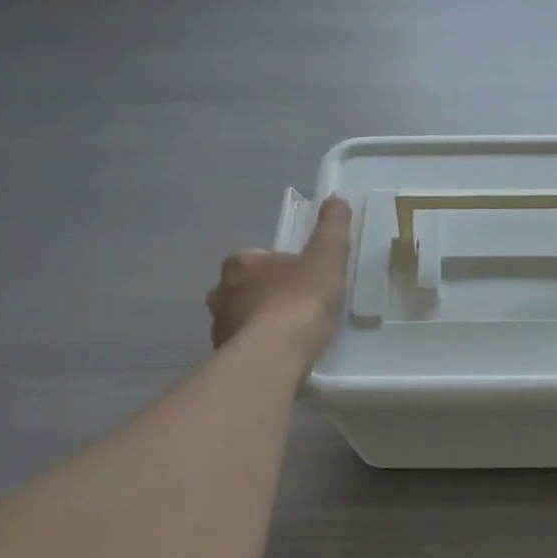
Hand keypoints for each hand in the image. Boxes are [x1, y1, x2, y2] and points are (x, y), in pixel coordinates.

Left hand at [206, 196, 352, 356]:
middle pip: (243, 288)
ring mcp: (220, 328)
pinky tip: (280, 357)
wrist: (276, 355)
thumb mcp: (327, 256)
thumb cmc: (300, 300)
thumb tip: (336, 198)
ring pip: (240, 319)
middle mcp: (221, 293)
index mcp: (241, 263)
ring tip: (289, 336)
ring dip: (258, 324)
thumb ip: (332, 227)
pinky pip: (243, 348)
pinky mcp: (224, 359)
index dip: (279, 266)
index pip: (257, 258)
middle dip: (263, 294)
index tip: (302, 279)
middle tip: (295, 307)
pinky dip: (258, 349)